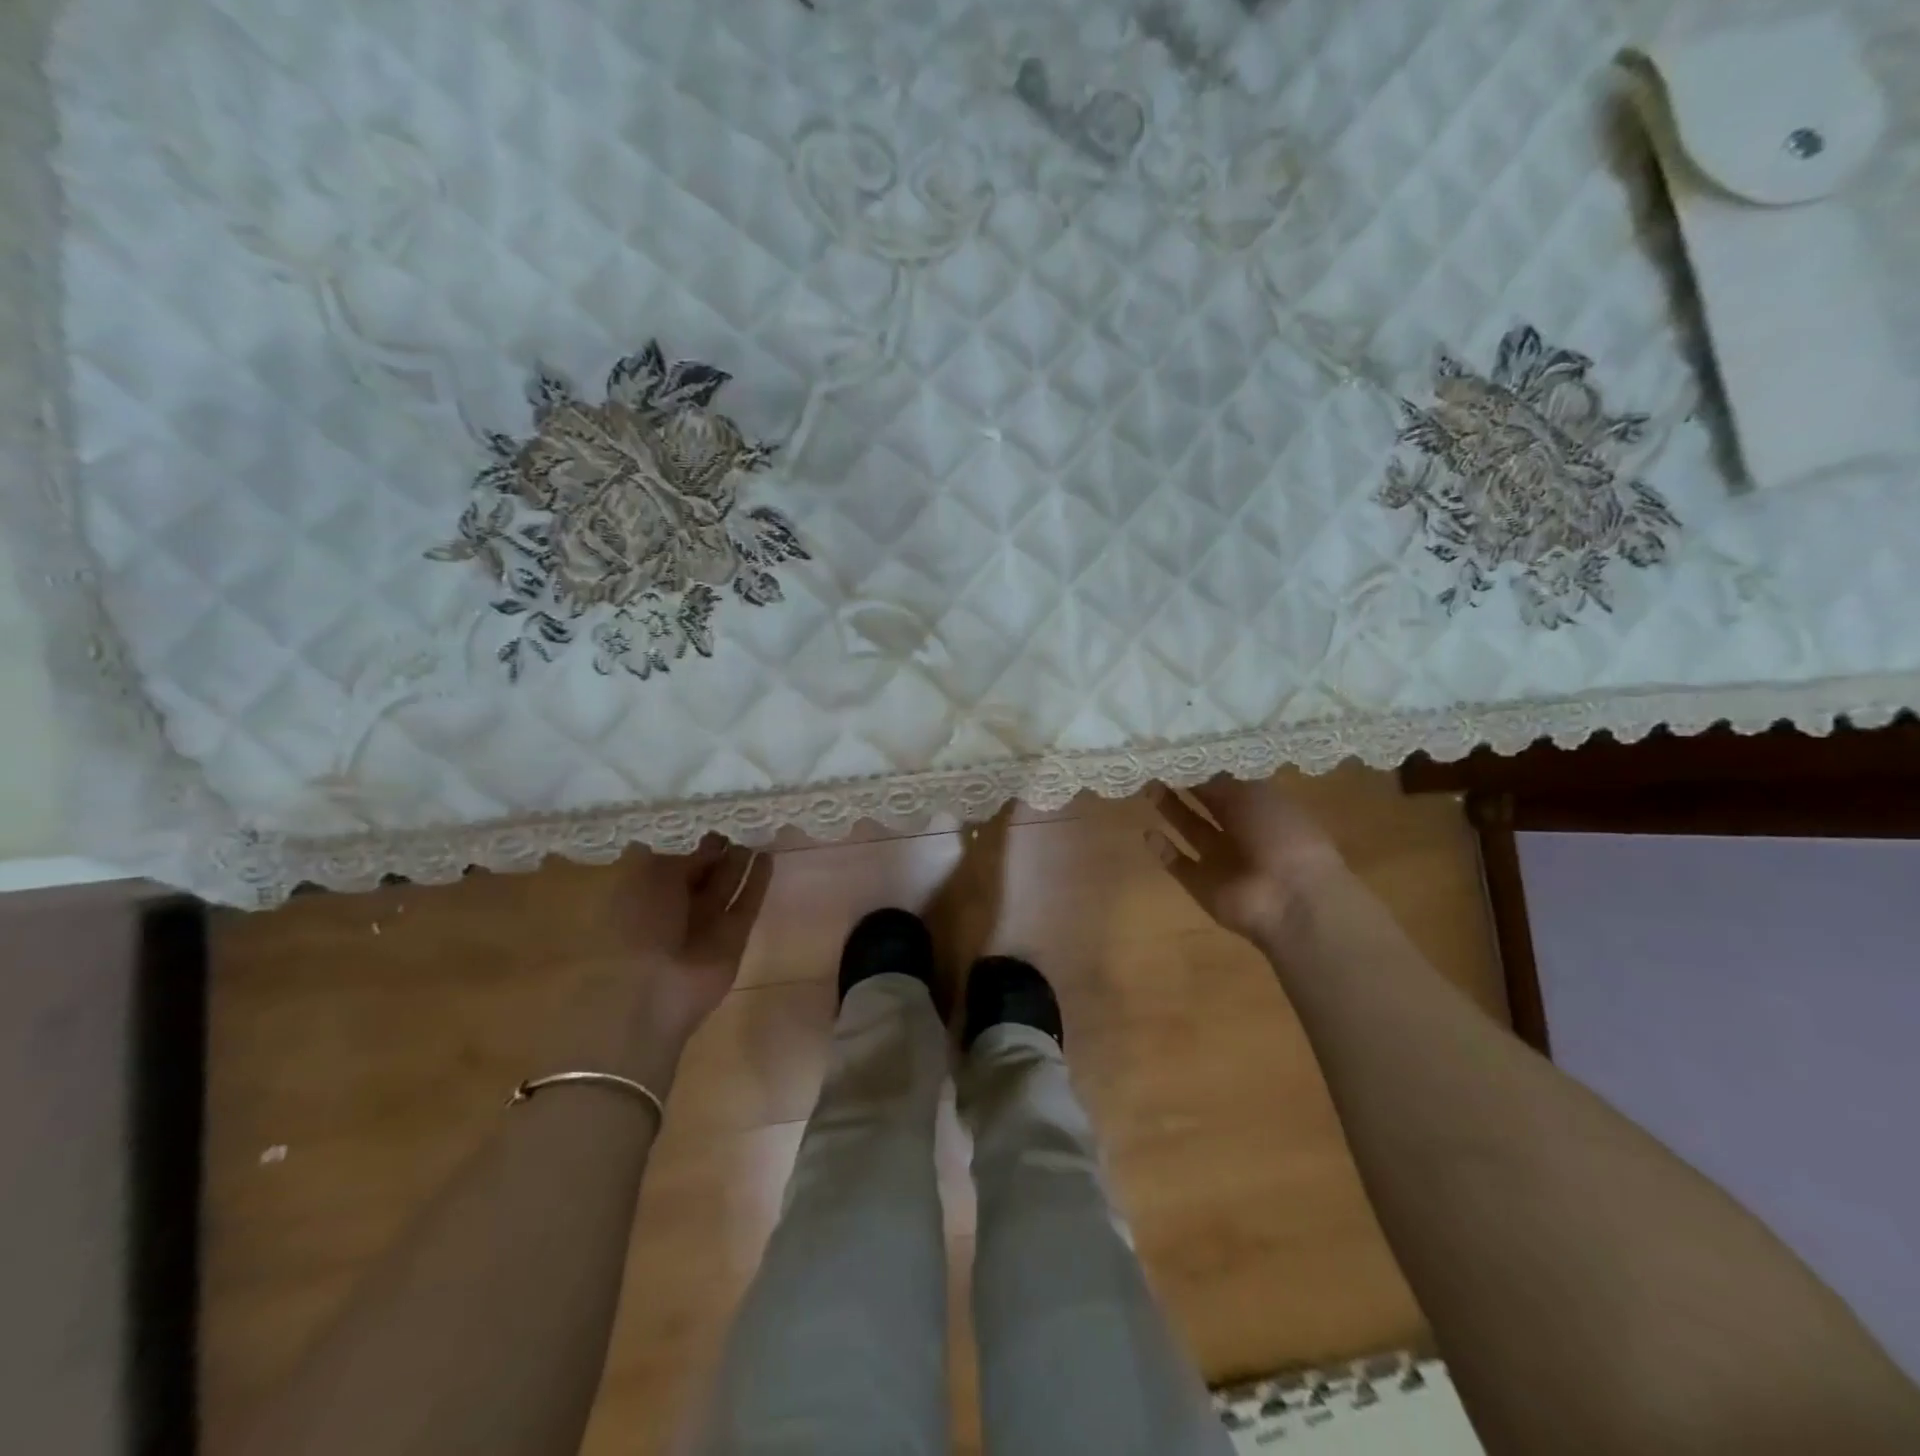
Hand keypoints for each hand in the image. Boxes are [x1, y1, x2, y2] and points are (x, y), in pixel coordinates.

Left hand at [620, 839, 772, 1046]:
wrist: (655, 988)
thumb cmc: (638, 926)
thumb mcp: (643, 879)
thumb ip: (668, 861)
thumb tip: (682, 848)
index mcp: (646, 896)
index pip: (671, 866)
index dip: (689, 848)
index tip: (708, 829)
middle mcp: (677, 910)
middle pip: (701, 876)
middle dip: (715, 855)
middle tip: (732, 831)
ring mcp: (707, 924)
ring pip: (726, 886)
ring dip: (738, 864)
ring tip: (754, 838)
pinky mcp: (735, 937)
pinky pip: (748, 903)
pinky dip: (758, 882)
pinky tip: (768, 858)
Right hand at [1146, 776, 1345, 943]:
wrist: (1290, 898)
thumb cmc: (1281, 835)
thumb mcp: (1254, 796)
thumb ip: (1221, 784)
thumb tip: (1198, 771)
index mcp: (1263, 809)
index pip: (1230, 785)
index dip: (1206, 770)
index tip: (1180, 754)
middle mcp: (1242, 833)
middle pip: (1208, 806)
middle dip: (1186, 787)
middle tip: (1158, 767)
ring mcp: (1221, 861)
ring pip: (1191, 830)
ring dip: (1171, 810)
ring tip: (1149, 787)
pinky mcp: (1203, 885)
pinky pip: (1180, 865)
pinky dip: (1164, 850)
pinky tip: (1148, 832)